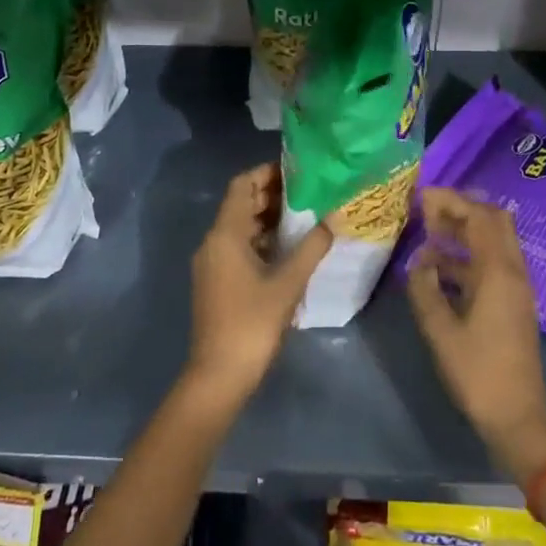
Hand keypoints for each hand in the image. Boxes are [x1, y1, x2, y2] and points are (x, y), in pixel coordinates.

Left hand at [183, 164, 331, 411]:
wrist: (219, 375)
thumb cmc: (252, 323)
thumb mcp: (288, 284)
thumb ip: (311, 248)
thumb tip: (333, 219)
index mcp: (225, 234)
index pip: (242, 185)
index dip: (266, 173)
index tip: (297, 170)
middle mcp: (213, 242)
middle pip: (241, 204)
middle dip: (271, 195)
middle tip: (309, 192)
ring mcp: (212, 263)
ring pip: (239, 228)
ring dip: (267, 219)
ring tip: (304, 217)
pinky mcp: (215, 281)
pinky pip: (237, 247)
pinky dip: (260, 241)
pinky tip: (288, 249)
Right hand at [407, 188, 545, 481]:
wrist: (518, 419)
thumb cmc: (478, 374)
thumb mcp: (440, 331)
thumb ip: (425, 290)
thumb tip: (419, 262)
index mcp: (498, 273)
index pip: (479, 218)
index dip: (451, 201)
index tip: (422, 196)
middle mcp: (513, 273)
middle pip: (494, 222)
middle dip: (461, 210)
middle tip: (428, 211)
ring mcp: (516, 289)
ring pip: (493, 243)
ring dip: (464, 233)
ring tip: (428, 235)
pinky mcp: (512, 304)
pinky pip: (491, 265)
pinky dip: (467, 257)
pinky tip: (439, 270)